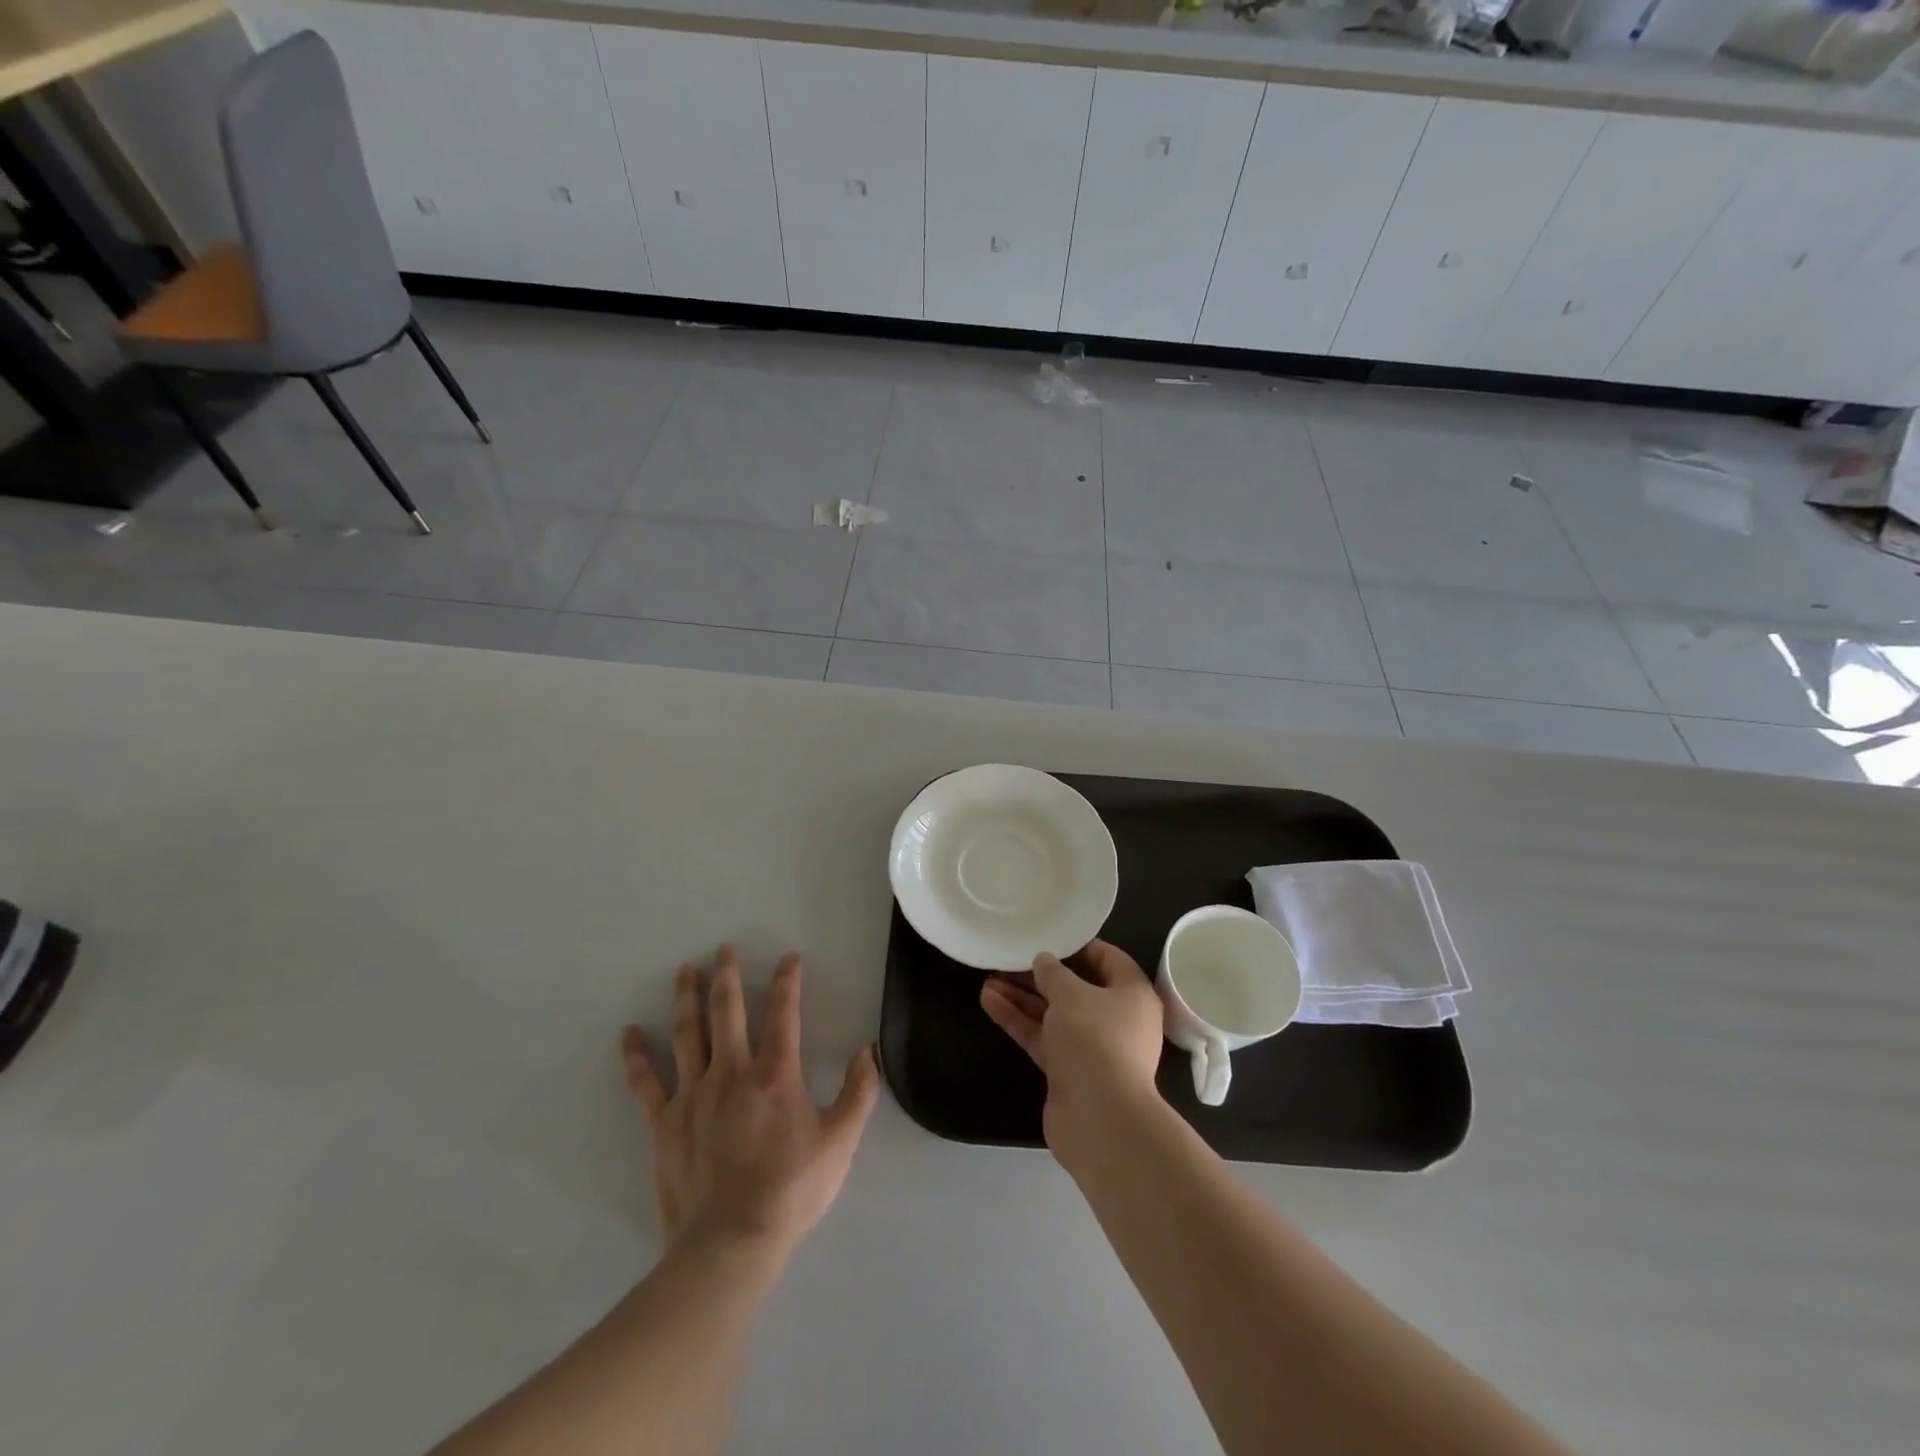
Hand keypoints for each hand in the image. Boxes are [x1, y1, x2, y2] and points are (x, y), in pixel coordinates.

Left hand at [621, 944, 879, 1260]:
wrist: (730, 1244)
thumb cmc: (791, 1191)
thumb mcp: (840, 1142)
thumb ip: (859, 1092)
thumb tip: (869, 1050)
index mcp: (774, 1074)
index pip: (783, 1013)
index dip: (787, 981)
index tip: (788, 958)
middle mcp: (731, 1071)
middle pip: (726, 1011)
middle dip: (727, 975)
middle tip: (723, 948)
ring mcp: (693, 1095)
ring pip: (687, 1033)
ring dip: (686, 998)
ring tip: (684, 970)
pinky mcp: (664, 1123)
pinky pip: (646, 1083)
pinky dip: (636, 1057)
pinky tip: (628, 1034)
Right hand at [979, 939, 1165, 1163]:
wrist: (1098, 1118)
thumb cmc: (1095, 1039)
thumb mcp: (1071, 994)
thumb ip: (1053, 973)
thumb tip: (1044, 961)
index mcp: (1132, 995)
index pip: (1110, 960)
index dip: (1080, 946)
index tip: (1051, 936)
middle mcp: (1116, 1020)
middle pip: (1076, 989)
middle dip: (1040, 975)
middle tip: (1010, 959)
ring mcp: (1091, 1048)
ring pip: (1053, 1014)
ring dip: (1022, 997)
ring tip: (988, 978)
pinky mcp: (1068, 1071)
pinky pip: (1042, 1037)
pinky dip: (1018, 1020)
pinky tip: (989, 1001)